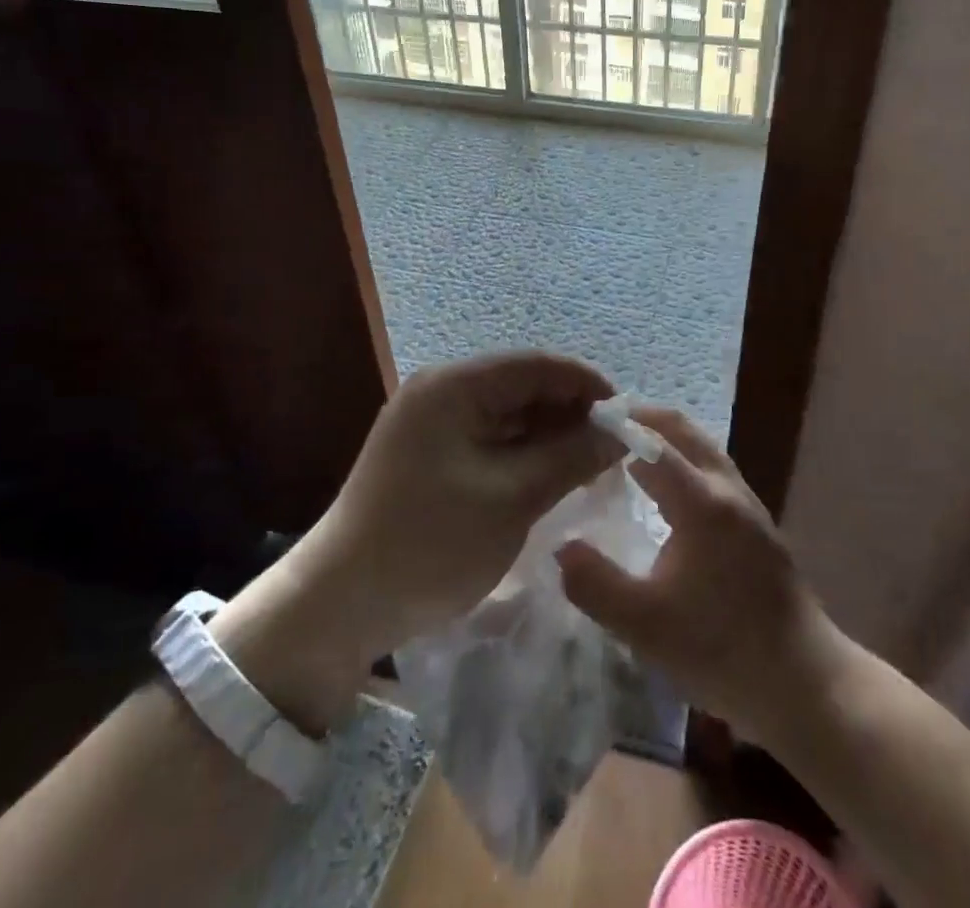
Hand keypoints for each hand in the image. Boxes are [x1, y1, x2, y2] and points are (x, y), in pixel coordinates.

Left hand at [215, 351, 619, 732]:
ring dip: (550, 435)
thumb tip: (620, 433)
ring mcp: (433, 422)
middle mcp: (442, 391)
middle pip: (523, 386)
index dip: (586, 384)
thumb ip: (570, 457)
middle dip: (571, 412)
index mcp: (454, 386)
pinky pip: (490, 438)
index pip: (536, 364)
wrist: (341, 604)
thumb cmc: (430, 543)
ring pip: (509, 414)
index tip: (628, 417)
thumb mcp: (510, 499)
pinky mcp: (431, 452)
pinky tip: (553, 476)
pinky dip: (524, 453)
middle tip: (615, 449)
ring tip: (593, 466)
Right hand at [556, 407, 836, 742]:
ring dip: (666, 438)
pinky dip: (682, 459)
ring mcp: (747, 504)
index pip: (654, 442)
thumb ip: (596, 585)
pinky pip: (712, 470)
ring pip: (702, 448)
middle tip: (604, 422)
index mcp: (702, 502)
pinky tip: (665, 491)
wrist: (807, 684)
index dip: (619, 425)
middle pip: (684, 430)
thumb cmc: (723, 650)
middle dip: (644, 418)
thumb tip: (560, 547)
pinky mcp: (756, 525)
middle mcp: (727, 489)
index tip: (584, 418)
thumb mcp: (645, 627)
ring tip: (626, 449)